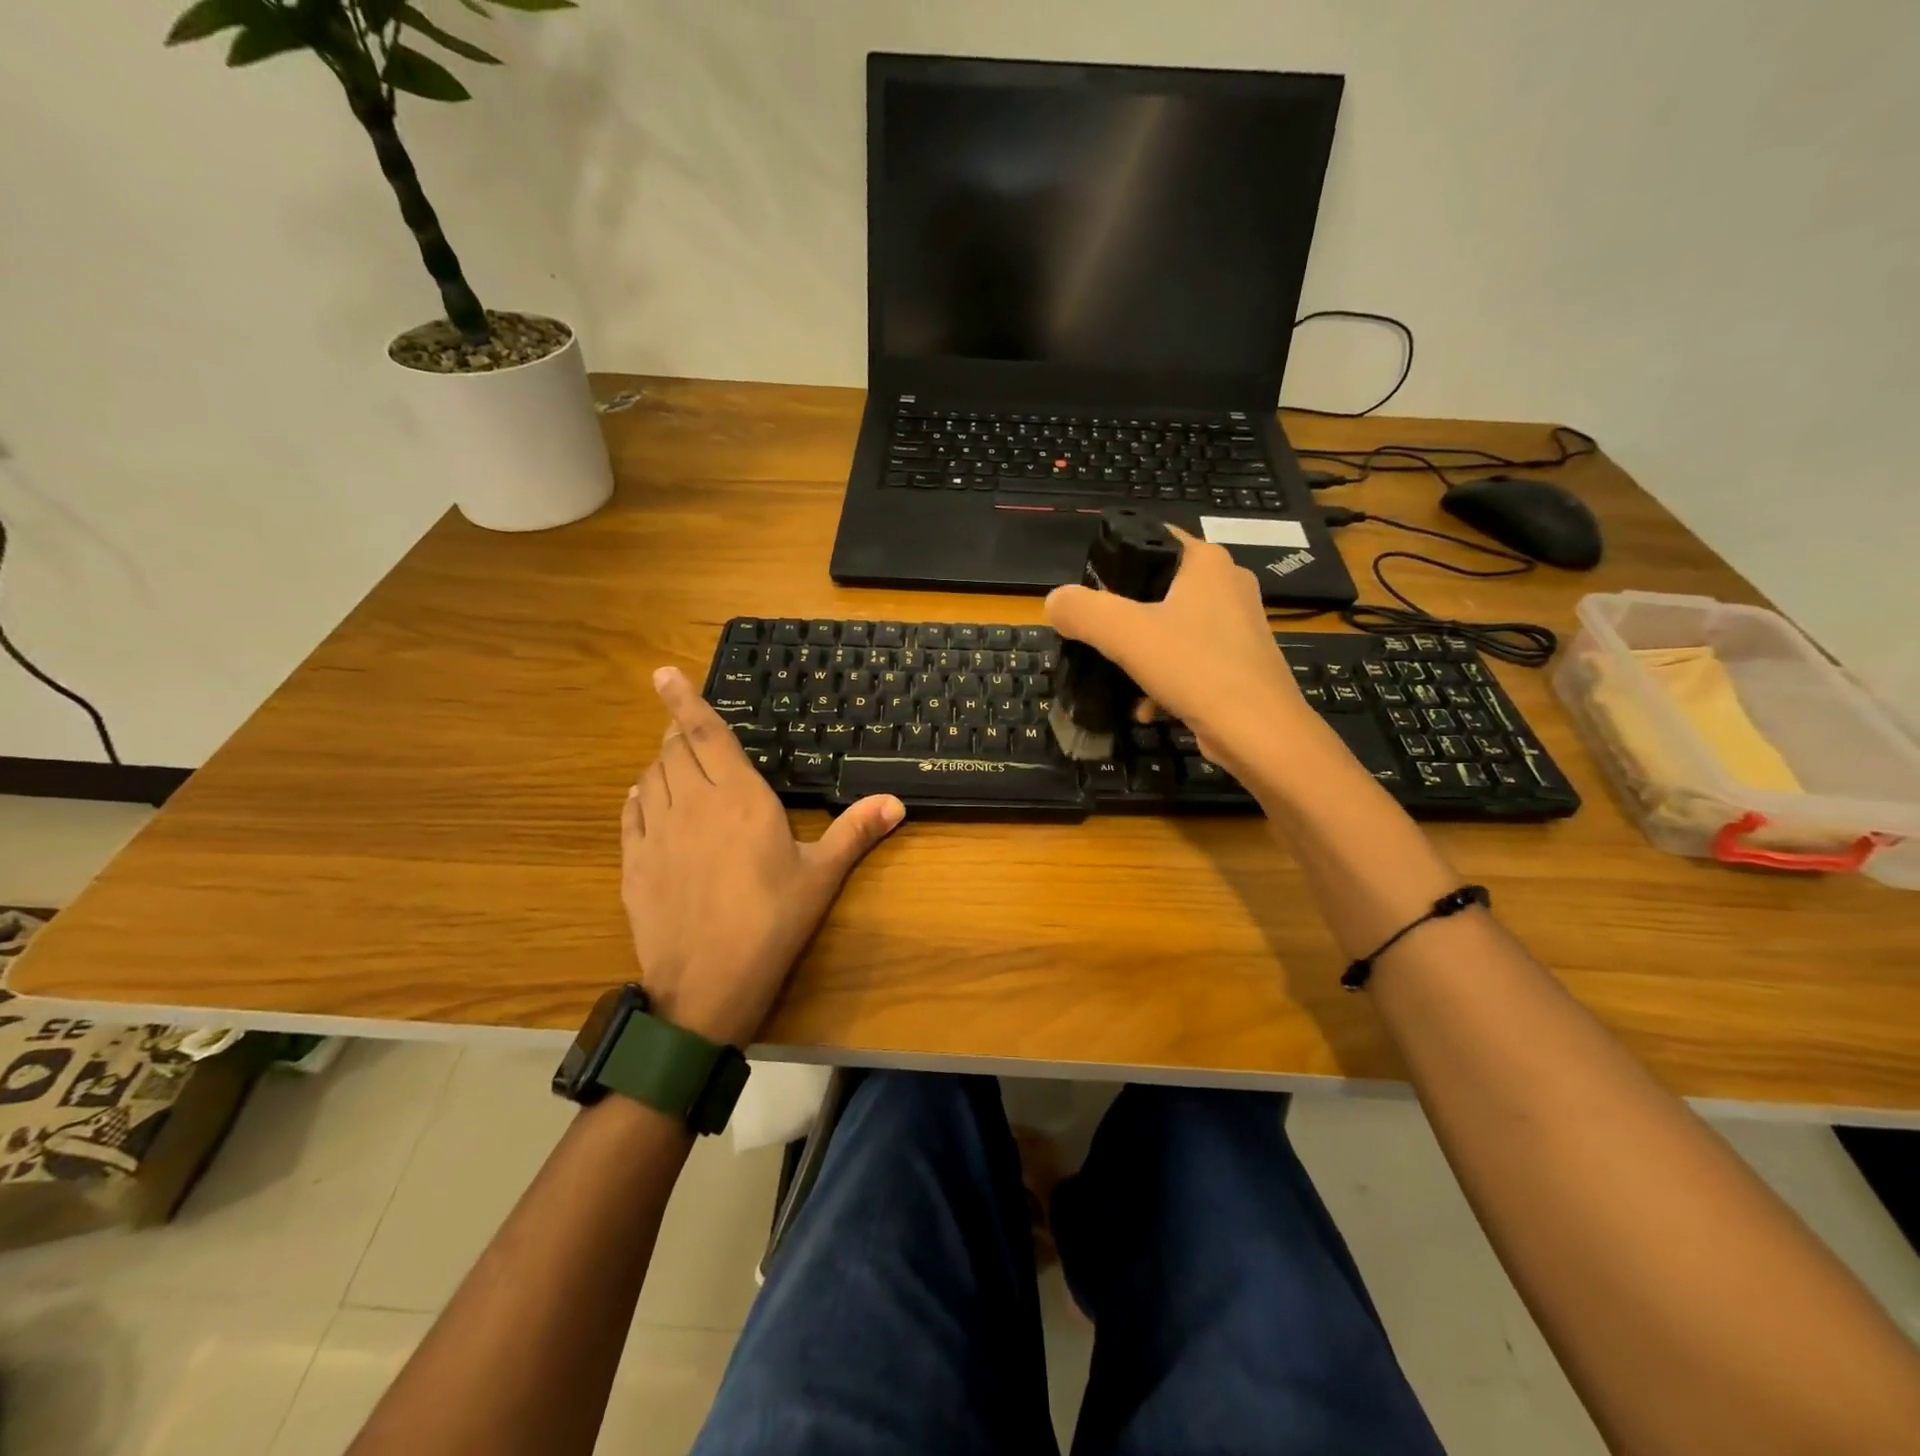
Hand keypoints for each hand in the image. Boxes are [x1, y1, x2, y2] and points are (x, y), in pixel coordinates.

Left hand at [620, 667, 904, 1045]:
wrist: (707, 986)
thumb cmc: (772, 923)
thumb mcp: (821, 876)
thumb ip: (855, 831)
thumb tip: (896, 802)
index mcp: (739, 799)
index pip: (705, 735)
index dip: (684, 700)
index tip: (663, 672)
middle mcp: (692, 805)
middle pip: (673, 750)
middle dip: (676, 730)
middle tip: (683, 722)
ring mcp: (656, 834)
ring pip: (650, 778)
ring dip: (659, 761)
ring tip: (672, 758)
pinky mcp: (634, 864)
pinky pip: (630, 813)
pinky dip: (638, 796)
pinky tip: (644, 797)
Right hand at [1044, 526, 1311, 777]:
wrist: (1259, 733)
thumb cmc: (1195, 668)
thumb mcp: (1125, 634)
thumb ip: (1083, 611)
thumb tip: (1054, 602)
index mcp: (1206, 562)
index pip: (1153, 538)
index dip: (1116, 558)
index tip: (1089, 591)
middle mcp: (1228, 584)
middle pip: (1158, 588)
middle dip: (1124, 616)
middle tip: (1097, 638)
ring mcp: (1239, 625)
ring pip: (1172, 627)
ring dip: (1142, 654)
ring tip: (1120, 678)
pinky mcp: (1241, 662)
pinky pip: (1191, 659)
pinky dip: (1166, 679)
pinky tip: (1149, 707)